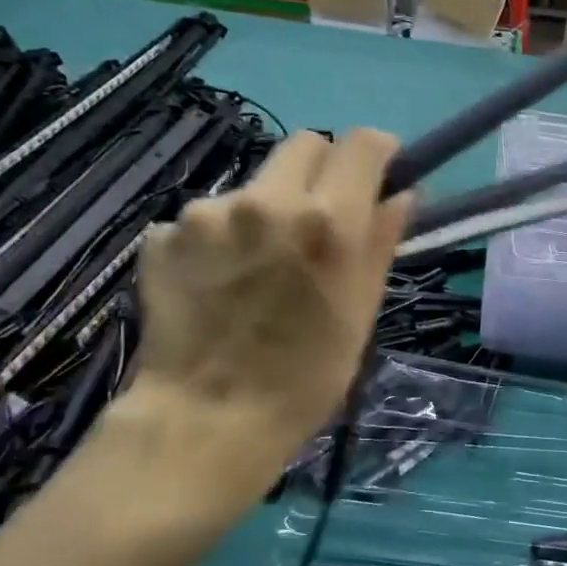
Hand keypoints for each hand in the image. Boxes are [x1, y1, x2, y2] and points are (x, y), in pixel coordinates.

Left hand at [126, 129, 411, 501]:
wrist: (206, 422)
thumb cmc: (305, 378)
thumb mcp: (360, 311)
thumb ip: (381, 240)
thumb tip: (402, 193)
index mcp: (328, 220)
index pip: (363, 142)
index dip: (377, 154)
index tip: (376, 178)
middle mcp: (267, 199)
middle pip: (306, 144)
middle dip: (323, 171)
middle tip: (319, 220)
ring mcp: (207, 213)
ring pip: (254, 184)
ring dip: (267, 209)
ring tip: (258, 269)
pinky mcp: (163, 234)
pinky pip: (207, 217)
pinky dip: (221, 239)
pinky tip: (218, 284)